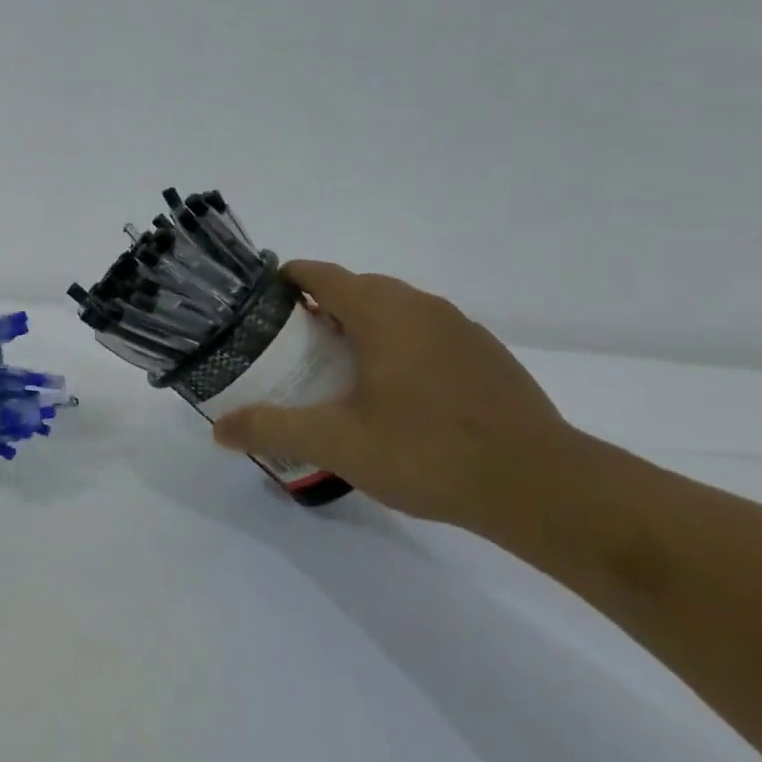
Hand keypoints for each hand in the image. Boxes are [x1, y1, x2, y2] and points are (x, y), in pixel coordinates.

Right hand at [213, 261, 569, 525]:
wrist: (542, 487)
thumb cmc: (428, 452)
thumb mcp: (337, 444)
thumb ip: (273, 428)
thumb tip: (218, 429)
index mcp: (382, 311)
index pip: (320, 274)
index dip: (284, 280)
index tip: (258, 305)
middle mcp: (421, 306)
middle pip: (355, 289)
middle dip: (317, 309)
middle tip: (288, 348)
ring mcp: (460, 329)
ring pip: (393, 311)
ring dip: (359, 328)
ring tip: (336, 372)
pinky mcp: (486, 356)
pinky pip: (425, 334)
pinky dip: (396, 347)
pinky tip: (395, 396)